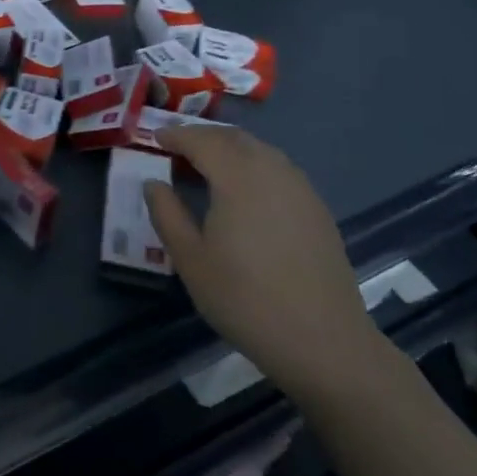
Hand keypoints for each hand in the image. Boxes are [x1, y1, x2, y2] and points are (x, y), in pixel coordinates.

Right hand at [144, 126, 380, 398]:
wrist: (323, 341)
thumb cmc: (245, 299)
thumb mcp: (190, 259)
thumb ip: (167, 214)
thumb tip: (153, 183)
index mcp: (238, 177)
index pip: (201, 140)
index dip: (175, 134)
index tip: (154, 137)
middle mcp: (272, 170)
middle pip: (233, 138)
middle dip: (202, 136)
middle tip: (177, 148)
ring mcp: (300, 188)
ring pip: (259, 150)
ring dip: (229, 149)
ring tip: (207, 168)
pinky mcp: (317, 209)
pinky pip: (278, 169)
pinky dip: (253, 166)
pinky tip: (244, 193)